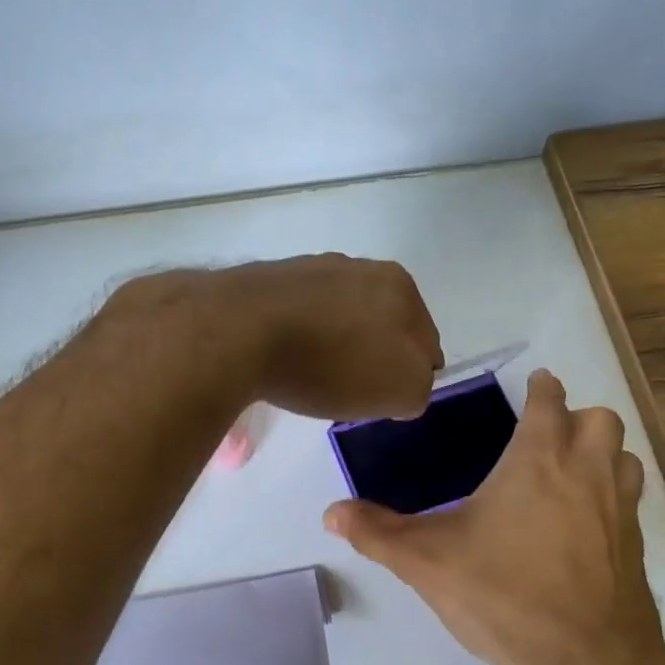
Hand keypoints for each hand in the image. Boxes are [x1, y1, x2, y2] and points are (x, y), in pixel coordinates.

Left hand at [117, 256, 441, 421]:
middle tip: (355, 392)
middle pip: (381, 325)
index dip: (413, 374)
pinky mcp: (268, 282)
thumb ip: (419, 386)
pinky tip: (284, 363)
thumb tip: (406, 383)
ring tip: (315, 380)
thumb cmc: (332, 362)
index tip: (389, 399)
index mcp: (400, 286)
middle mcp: (358, 266)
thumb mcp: (402, 389)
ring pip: (339, 319)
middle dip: (374, 357)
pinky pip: (299, 319)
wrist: (239, 332)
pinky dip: (299, 341)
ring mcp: (310, 269)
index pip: (426, 339)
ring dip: (336, 347)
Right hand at [324, 369, 664, 664]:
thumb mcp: (427, 562)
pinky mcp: (635, 548)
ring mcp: (620, 510)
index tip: (535, 386)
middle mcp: (589, 473)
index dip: (542, 389)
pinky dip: (613, 499)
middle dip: (577, 418)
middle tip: (546, 439)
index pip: (550, 401)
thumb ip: (377, 533)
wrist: (584, 661)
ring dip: (603, 455)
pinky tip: (582, 529)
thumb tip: (330, 512)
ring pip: (625, 458)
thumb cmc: (503, 594)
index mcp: (540, 460)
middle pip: (602, 419)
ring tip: (569, 476)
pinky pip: (631, 504)